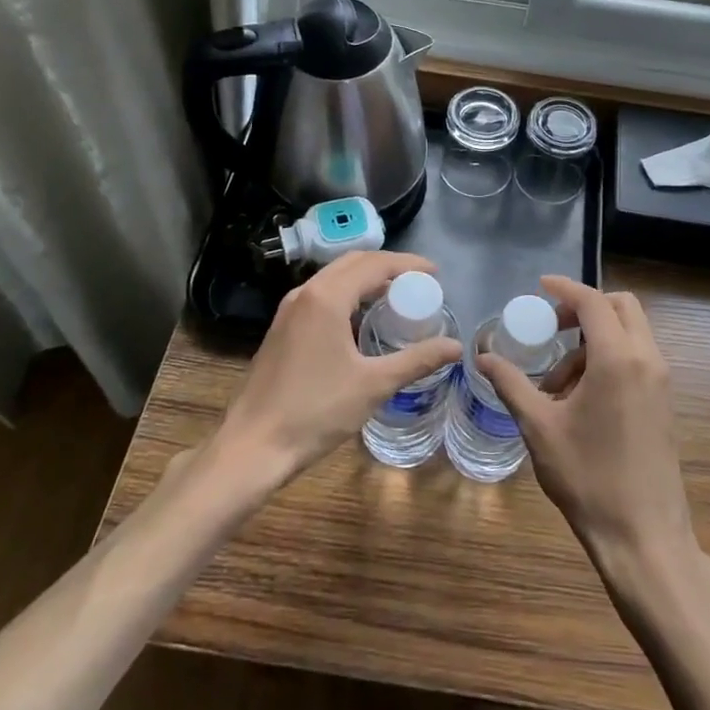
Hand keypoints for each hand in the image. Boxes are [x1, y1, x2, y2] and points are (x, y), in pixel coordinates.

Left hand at [215, 251, 460, 490]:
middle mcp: (305, 293)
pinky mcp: (282, 328)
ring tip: (398, 298)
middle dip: (388, 268)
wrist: (253, 445)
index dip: (408, 264)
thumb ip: (417, 361)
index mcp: (326, 297)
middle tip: (420, 284)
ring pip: (334, 279)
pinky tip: (364, 322)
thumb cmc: (316, 411)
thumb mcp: (374, 385)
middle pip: (353, 263)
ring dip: (366, 281)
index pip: (374, 264)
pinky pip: (321, 297)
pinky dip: (348, 296)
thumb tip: (456, 347)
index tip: (435, 274)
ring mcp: (289, 310)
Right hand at [479, 275, 693, 569]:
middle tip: (552, 329)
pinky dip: (609, 359)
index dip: (565, 288)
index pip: (593, 301)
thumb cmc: (588, 477)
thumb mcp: (539, 428)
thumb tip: (483, 357)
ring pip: (630, 334)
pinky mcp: (664, 403)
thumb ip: (511, 384)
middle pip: (621, 307)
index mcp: (618, 359)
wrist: (644, 537)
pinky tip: (580, 398)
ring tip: (558, 383)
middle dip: (585, 308)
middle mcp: (647, 360)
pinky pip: (637, 359)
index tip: (540, 287)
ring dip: (594, 340)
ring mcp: (661, 382)